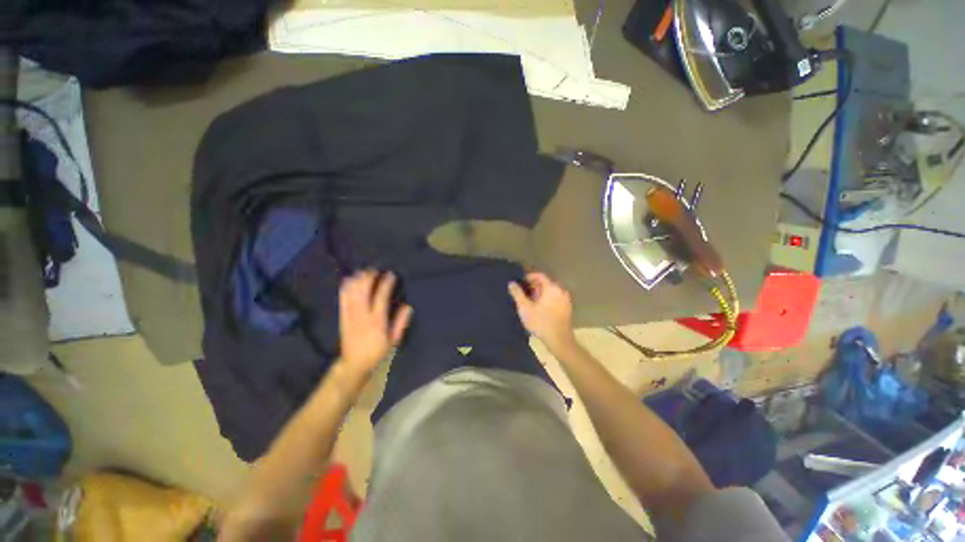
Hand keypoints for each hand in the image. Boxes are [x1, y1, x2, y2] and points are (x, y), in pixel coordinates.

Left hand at [338, 270, 412, 376]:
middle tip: (375, 270)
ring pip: (352, 293)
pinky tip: (349, 279)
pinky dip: (346, 287)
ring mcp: (350, 315)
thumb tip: (408, 306)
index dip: (386, 284)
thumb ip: (400, 322)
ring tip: (364, 272)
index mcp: (377, 321)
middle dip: (368, 278)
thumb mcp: (394, 340)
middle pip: (363, 291)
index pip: (381, 297)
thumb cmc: (378, 351)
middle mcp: (362, 315)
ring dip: (357, 280)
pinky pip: (343, 299)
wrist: (354, 363)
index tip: (391, 274)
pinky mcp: (343, 316)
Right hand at [508, 272, 575, 353]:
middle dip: (534, 285)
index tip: (520, 281)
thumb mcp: (525, 308)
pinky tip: (538, 307)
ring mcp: (566, 299)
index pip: (540, 275)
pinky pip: (555, 298)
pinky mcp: (567, 308)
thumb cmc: (541, 322)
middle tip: (523, 292)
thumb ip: (517, 294)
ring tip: (529, 300)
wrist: (559, 340)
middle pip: (546, 283)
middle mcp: (561, 290)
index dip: (529, 276)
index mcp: (552, 288)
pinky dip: (546, 298)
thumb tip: (511, 283)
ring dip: (540, 293)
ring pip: (550, 291)